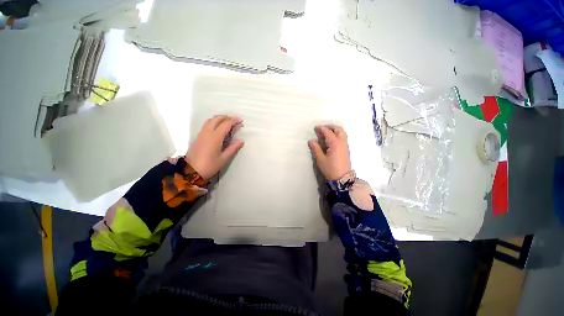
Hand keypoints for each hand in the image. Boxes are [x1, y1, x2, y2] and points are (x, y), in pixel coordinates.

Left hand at [186, 115, 244, 180]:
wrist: (190, 172)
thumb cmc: (210, 166)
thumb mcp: (224, 159)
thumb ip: (233, 148)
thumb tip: (241, 141)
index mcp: (215, 137)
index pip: (226, 124)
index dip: (234, 121)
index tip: (241, 120)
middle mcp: (207, 133)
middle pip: (216, 119)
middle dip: (226, 117)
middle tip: (234, 120)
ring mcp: (201, 134)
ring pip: (210, 121)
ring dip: (219, 119)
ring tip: (227, 122)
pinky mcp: (198, 137)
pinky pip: (206, 125)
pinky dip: (213, 122)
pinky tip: (218, 128)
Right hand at [308, 124, 351, 180]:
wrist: (342, 178)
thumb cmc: (330, 168)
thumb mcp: (321, 159)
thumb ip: (316, 148)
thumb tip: (311, 141)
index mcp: (335, 143)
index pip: (328, 132)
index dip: (321, 129)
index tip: (315, 128)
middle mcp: (342, 142)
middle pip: (338, 129)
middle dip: (330, 126)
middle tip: (322, 128)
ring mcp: (345, 145)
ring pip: (342, 133)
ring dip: (335, 130)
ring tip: (327, 132)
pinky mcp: (346, 149)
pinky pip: (343, 137)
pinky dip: (338, 134)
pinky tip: (332, 139)